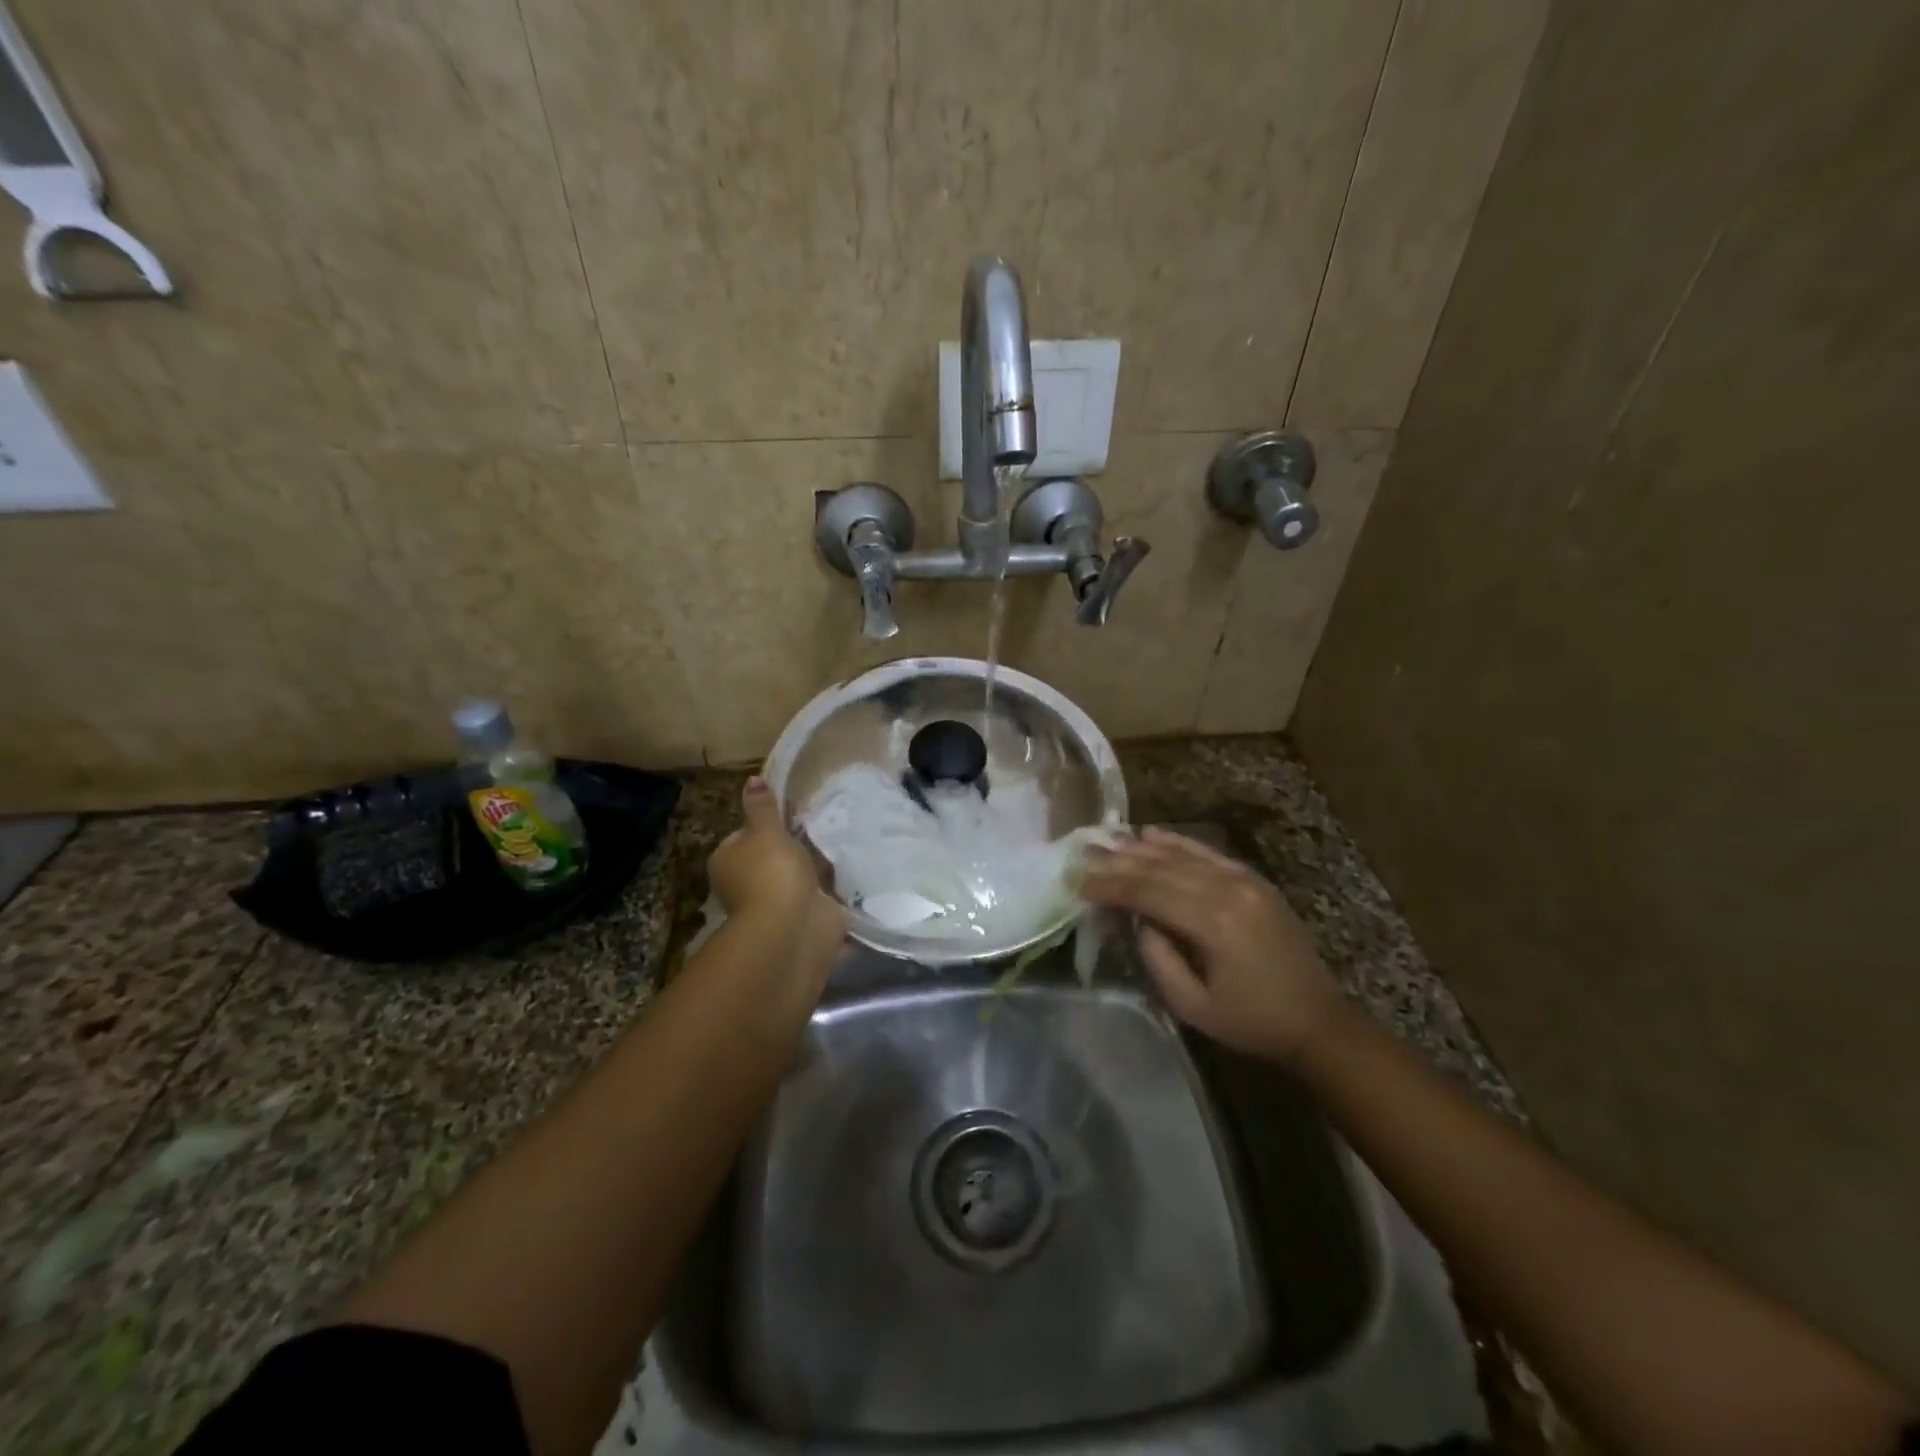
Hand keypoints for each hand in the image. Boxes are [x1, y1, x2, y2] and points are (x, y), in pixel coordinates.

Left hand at [708, 778, 844, 955]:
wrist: (792, 927)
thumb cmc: (772, 872)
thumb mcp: (766, 831)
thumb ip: (762, 807)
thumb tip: (752, 780)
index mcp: (727, 861)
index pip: (742, 837)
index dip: (763, 826)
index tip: (789, 816)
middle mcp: (744, 884)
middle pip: (769, 858)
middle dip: (790, 849)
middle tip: (817, 827)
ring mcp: (773, 902)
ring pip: (794, 877)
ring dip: (811, 869)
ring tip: (836, 844)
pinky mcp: (800, 916)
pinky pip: (815, 895)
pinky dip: (827, 889)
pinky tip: (845, 871)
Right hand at [1079, 828, 1341, 1063]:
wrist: (1317, 1021)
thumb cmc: (1250, 1022)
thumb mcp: (1191, 1005)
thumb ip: (1157, 957)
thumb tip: (1138, 918)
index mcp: (1213, 923)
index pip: (1147, 893)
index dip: (1109, 885)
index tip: (1077, 881)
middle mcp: (1227, 890)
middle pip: (1161, 868)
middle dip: (1118, 860)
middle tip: (1082, 851)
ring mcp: (1244, 880)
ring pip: (1181, 855)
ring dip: (1140, 847)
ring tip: (1106, 839)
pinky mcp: (1253, 880)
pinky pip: (1207, 853)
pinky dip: (1177, 842)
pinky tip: (1151, 834)